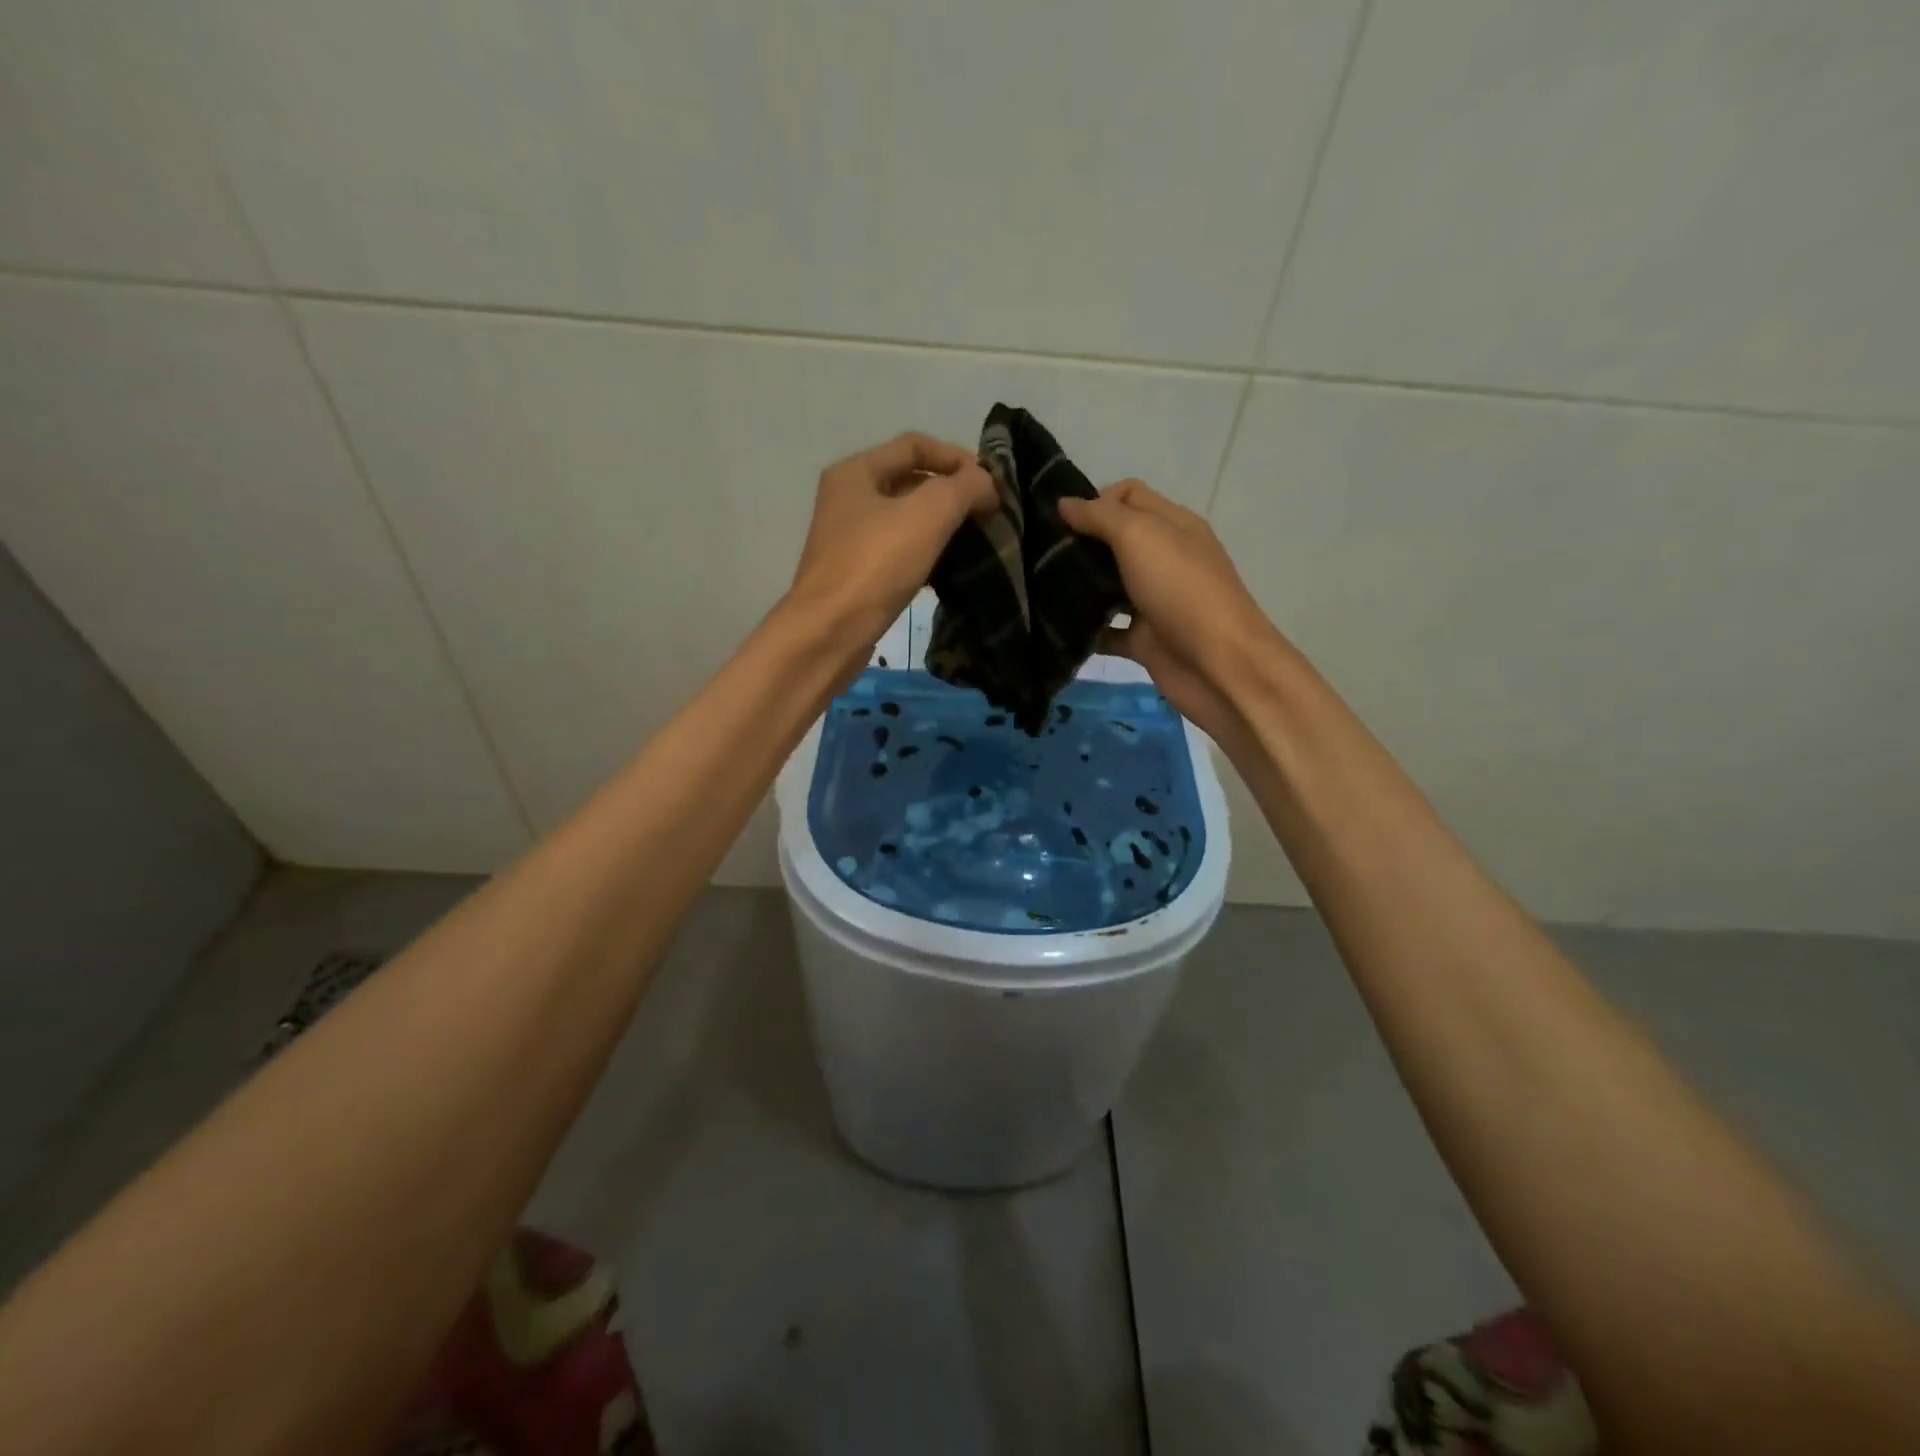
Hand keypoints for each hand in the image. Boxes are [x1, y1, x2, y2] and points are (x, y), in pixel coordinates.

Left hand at [787, 431, 995, 653]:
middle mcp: (848, 499)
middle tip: (989, 513)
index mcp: (856, 472)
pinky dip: (927, 555)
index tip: (991, 485)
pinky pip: (900, 552)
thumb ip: (964, 488)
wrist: (830, 633)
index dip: (957, 457)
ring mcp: (850, 539)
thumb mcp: (928, 514)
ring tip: (977, 541)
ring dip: (943, 526)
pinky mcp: (857, 574)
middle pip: (911, 481)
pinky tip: (950, 571)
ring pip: (907, 520)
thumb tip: (987, 484)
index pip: (915, 444)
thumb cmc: (875, 566)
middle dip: (952, 493)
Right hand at [1056, 481, 1278, 744]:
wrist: (1218, 666)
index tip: (1058, 521)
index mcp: (1172, 525)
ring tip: (1037, 588)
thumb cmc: (1182, 591)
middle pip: (1115, 541)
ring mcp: (1154, 602)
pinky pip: (1107, 631)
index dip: (1094, 500)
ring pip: (1108, 587)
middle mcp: (1164, 559)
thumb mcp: (1140, 537)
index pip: (1129, 496)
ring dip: (1078, 587)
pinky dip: (1085, 632)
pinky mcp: (1143, 640)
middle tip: (1038, 554)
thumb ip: (1101, 517)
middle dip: (1079, 543)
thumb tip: (1065, 503)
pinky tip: (1056, 630)